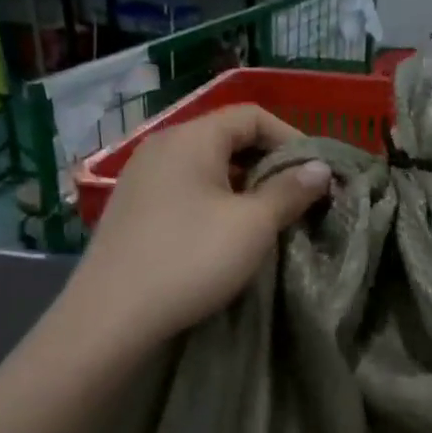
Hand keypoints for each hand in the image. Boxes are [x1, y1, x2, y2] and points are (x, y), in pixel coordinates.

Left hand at [67, 106, 330, 352]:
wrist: (110, 316)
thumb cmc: (190, 259)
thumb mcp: (253, 225)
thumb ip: (290, 191)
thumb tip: (320, 169)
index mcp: (191, 137)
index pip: (251, 115)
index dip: (291, 137)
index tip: (315, 173)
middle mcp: (162, 146)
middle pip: (228, 137)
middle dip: (269, 163)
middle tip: (297, 197)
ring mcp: (142, 177)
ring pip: (207, 166)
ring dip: (244, 184)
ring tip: (268, 217)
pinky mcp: (133, 208)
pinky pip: (186, 188)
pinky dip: (215, 200)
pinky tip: (226, 232)